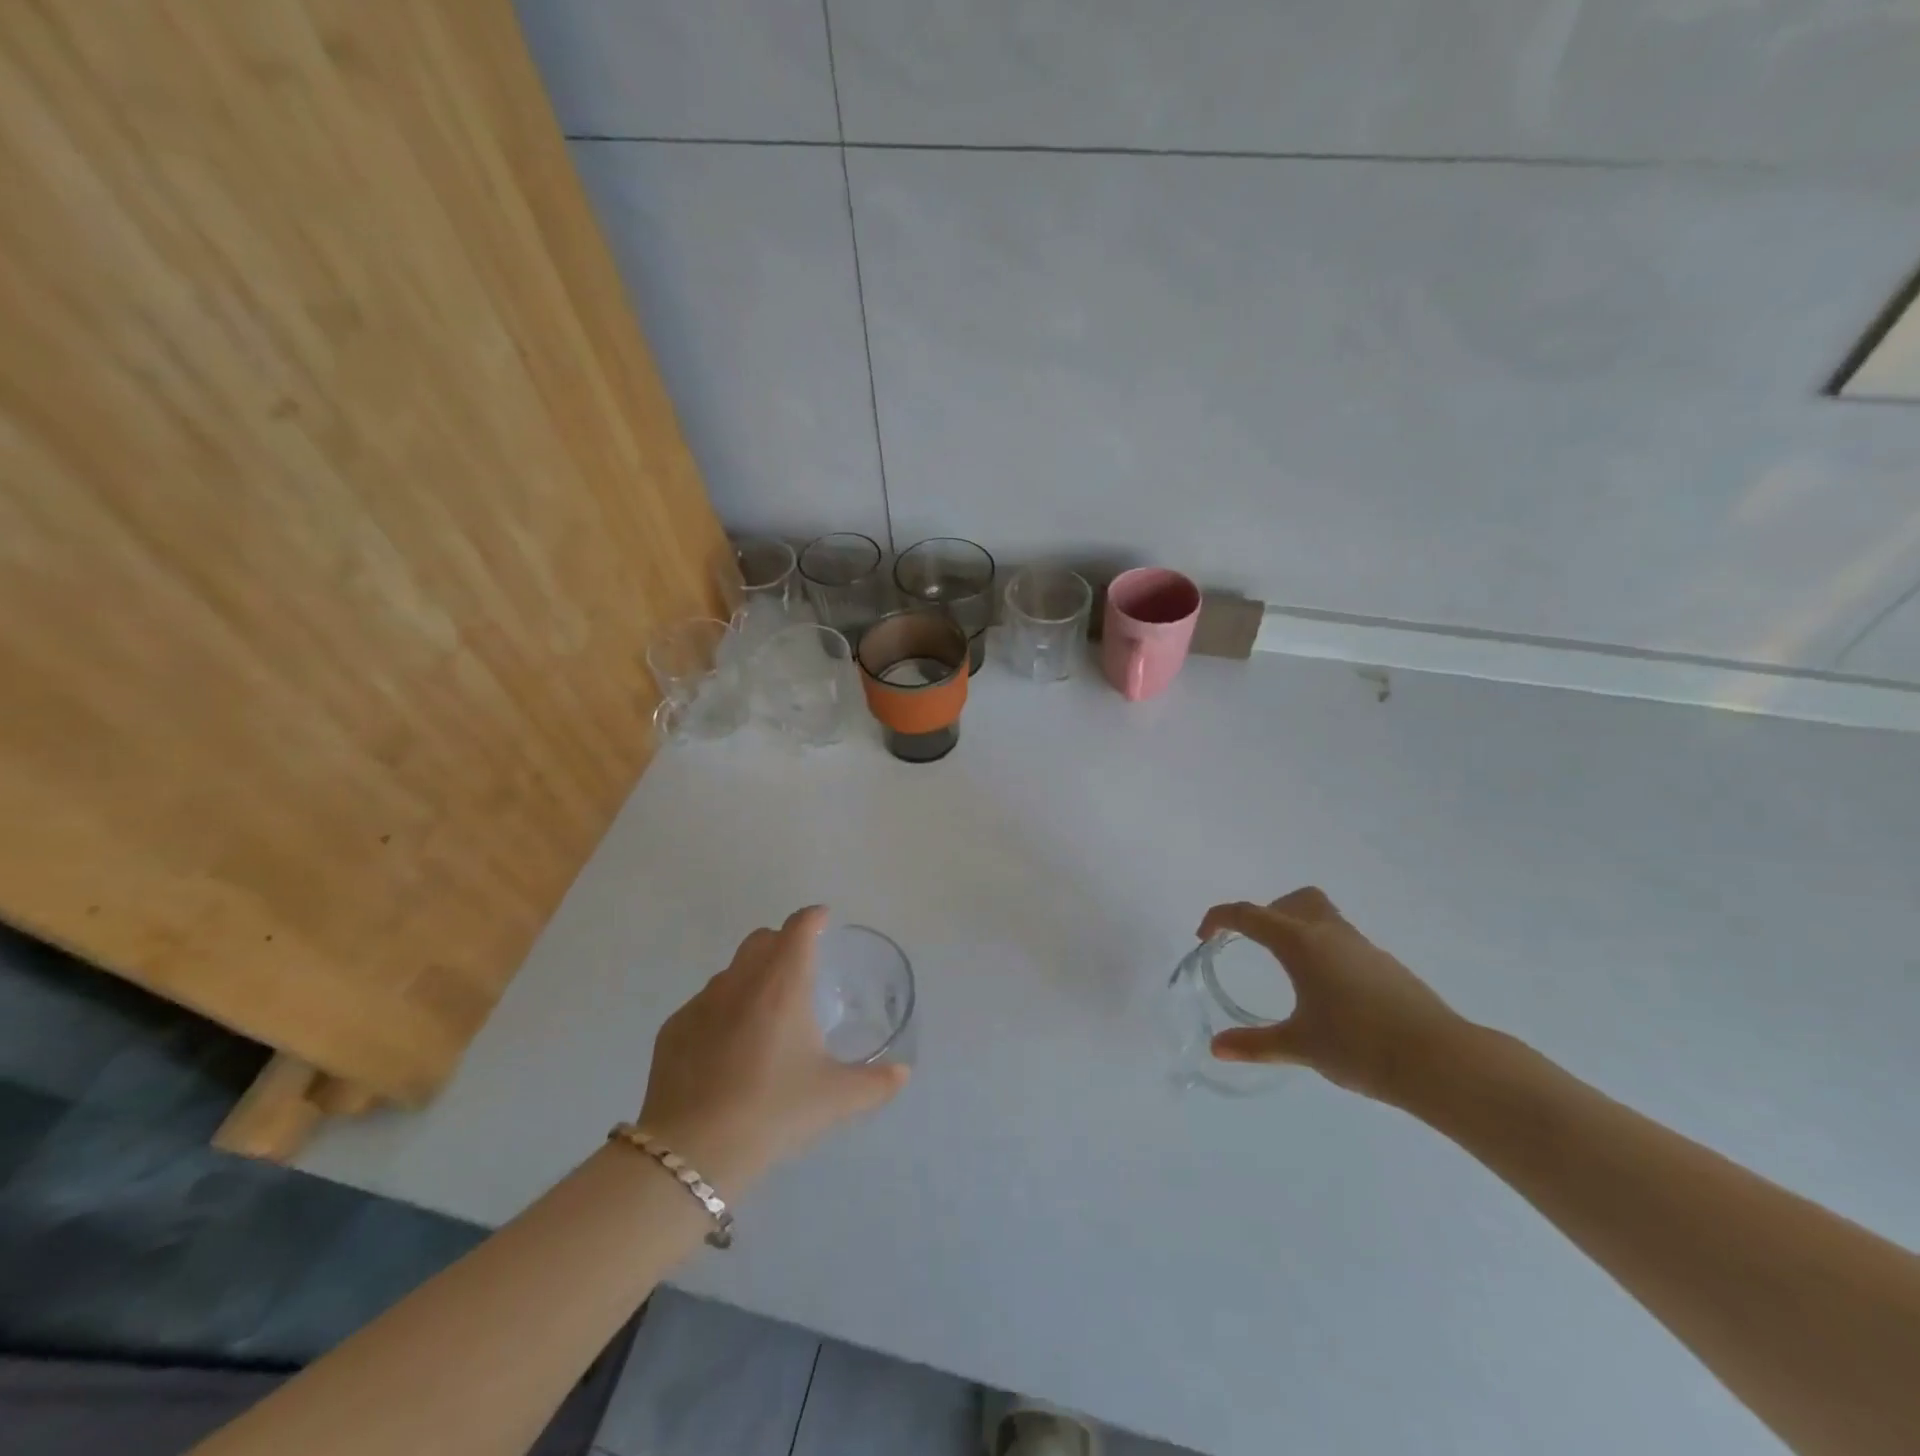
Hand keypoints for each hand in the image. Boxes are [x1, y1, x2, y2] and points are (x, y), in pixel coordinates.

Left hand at [638, 907, 907, 1187]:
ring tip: (765, 1017)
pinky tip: (727, 1050)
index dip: (814, 918)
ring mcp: (701, 1003)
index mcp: (782, 984)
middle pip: (761, 939)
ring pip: (730, 972)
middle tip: (799, 971)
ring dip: (751, 978)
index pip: (799, 928)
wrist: (693, 1152)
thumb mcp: (836, 1099)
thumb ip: (876, 1083)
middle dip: (782, 943)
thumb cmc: (774, 1111)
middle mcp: (740, 981)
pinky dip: (721, 1012)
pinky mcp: (673, 1030)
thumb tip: (902, 1072)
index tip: (824, 921)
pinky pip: (703, 1005)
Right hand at [1198, 887, 1465, 1105]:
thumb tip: (1217, 1048)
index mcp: (1300, 943)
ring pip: (1321, 917)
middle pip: (1292, 901)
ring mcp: (1362, 947)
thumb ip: (1255, 1044)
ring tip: (1287, 969)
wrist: (1441, 1061)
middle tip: (1252, 945)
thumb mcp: (1300, 1045)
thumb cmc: (1359, 1046)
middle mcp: (1330, 934)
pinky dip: (1323, 950)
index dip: (1220, 918)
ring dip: (1296, 929)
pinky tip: (1326, 992)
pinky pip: (1342, 941)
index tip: (1205, 936)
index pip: (1249, 914)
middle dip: (1266, 914)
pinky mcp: (1385, 965)